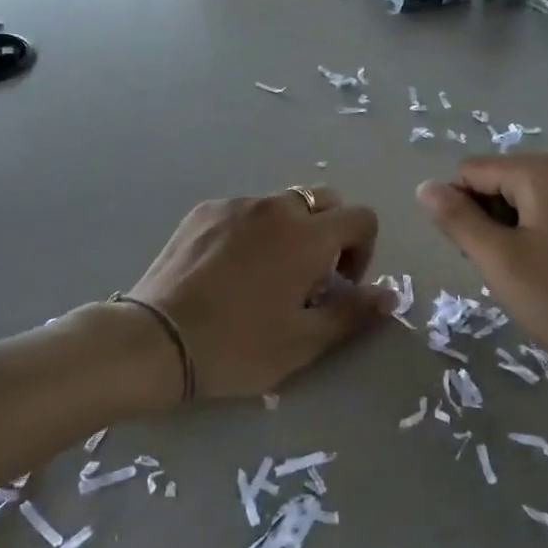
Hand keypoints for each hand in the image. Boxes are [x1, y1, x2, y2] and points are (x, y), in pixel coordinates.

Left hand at [128, 186, 393, 400]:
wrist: (157, 340)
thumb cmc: (238, 346)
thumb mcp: (304, 342)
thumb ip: (353, 313)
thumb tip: (390, 295)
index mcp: (307, 236)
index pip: (361, 217)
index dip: (363, 250)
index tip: (340, 285)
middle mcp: (275, 207)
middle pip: (323, 201)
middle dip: (329, 233)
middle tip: (310, 276)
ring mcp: (235, 205)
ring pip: (281, 205)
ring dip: (290, 231)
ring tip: (266, 274)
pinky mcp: (203, 211)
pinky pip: (244, 210)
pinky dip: (253, 230)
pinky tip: (229, 269)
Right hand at [417, 155, 547, 375]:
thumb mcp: (497, 259)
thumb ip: (456, 219)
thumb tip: (423, 187)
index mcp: (538, 172)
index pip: (468, 173)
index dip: (461, 212)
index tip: (481, 253)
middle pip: (488, 183)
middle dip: (481, 221)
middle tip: (500, 265)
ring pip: (506, 202)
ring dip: (499, 234)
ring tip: (517, 271)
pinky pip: (530, 215)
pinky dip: (520, 240)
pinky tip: (533, 271)